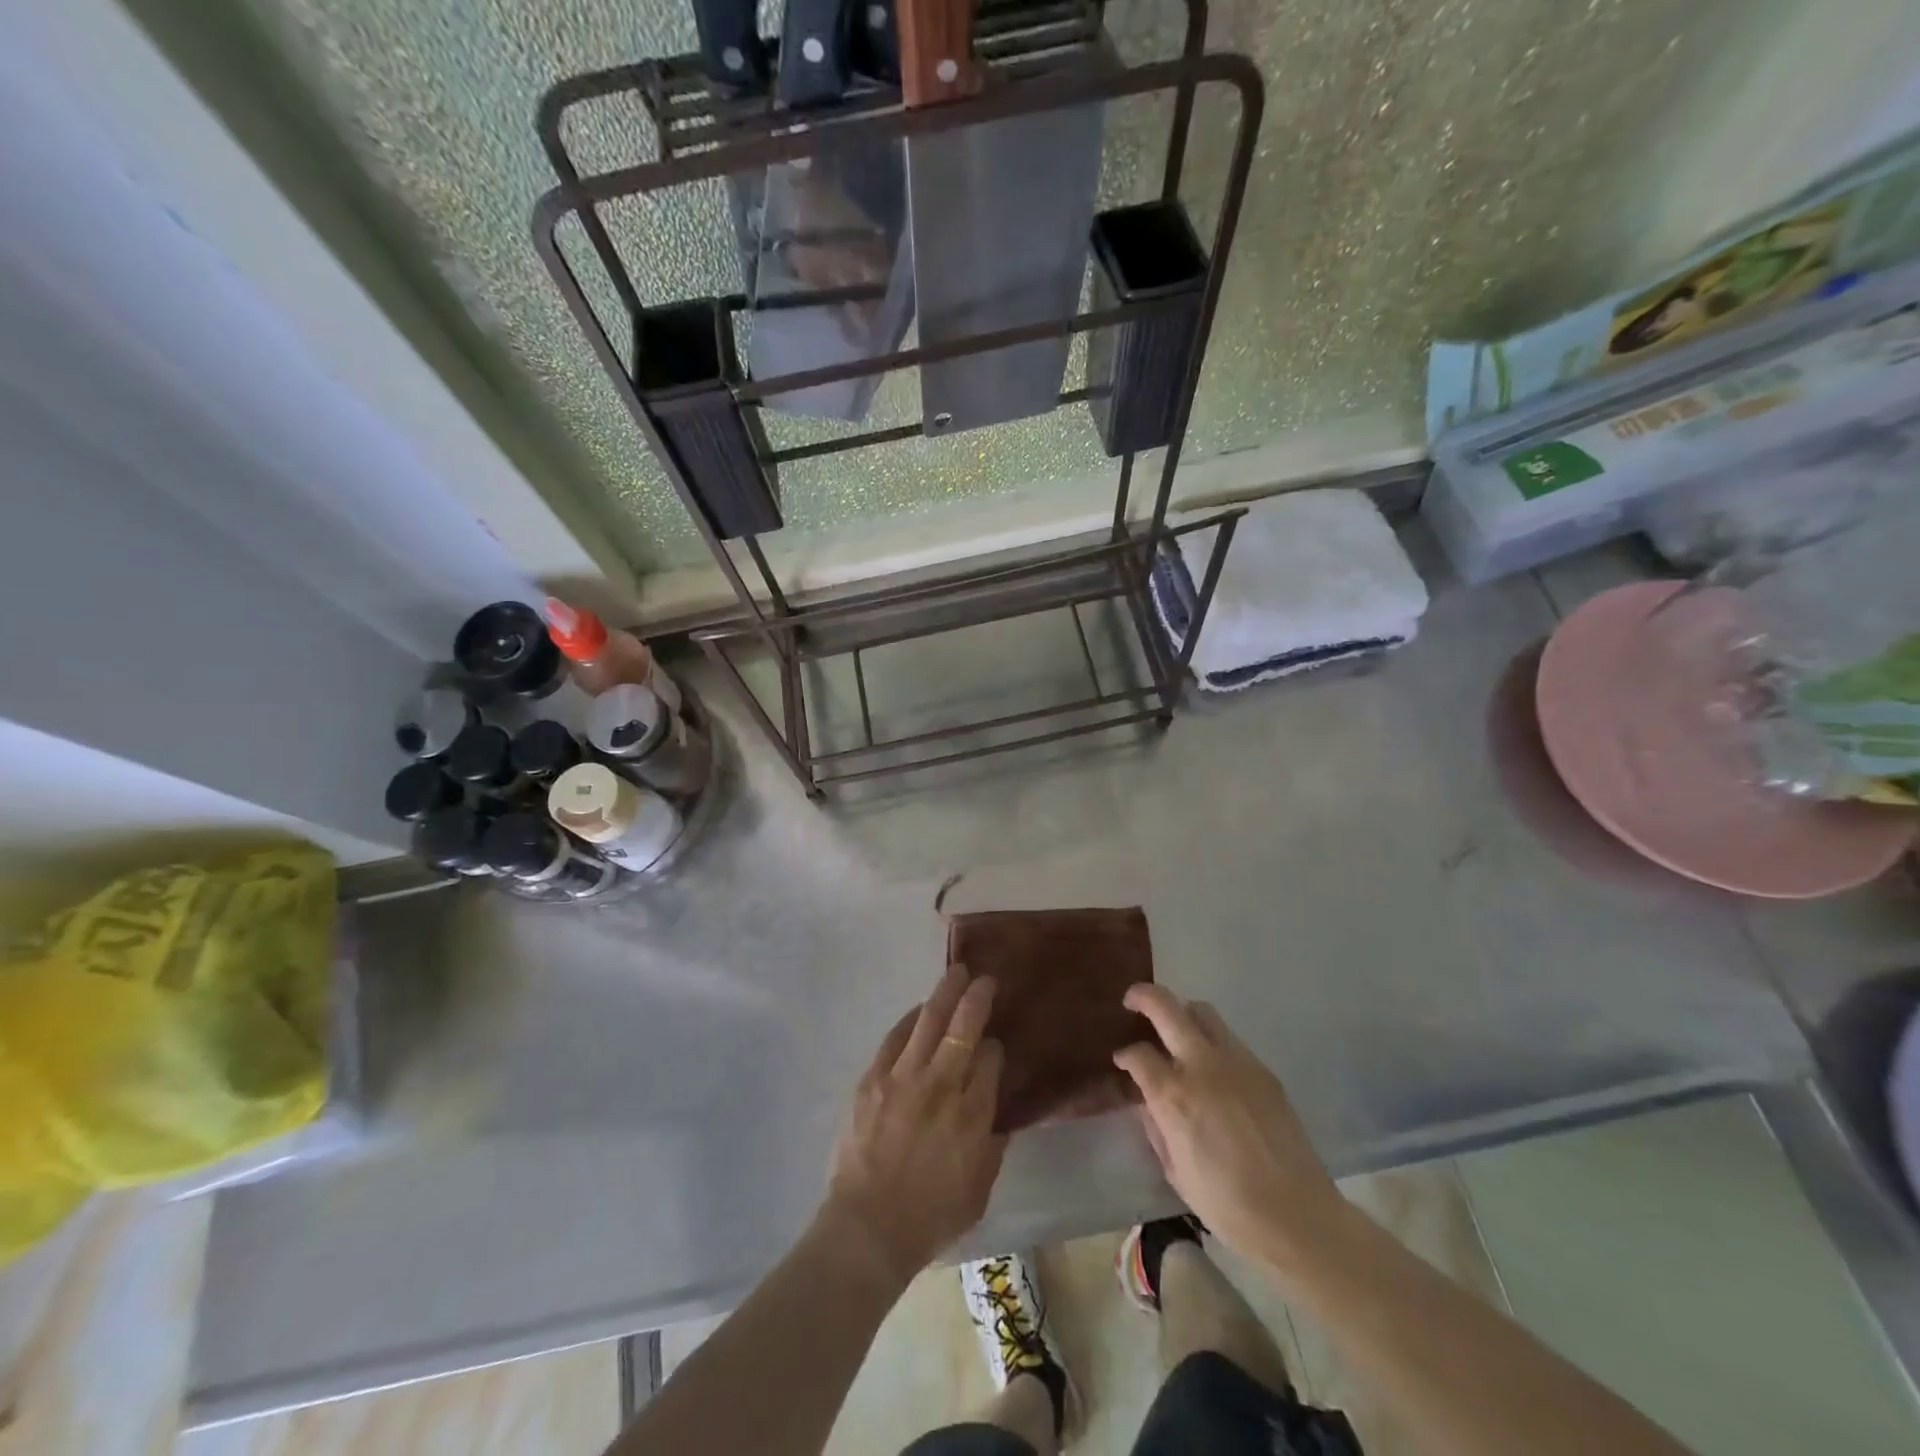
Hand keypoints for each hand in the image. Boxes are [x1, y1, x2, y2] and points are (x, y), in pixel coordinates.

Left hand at [823, 965, 1005, 1282]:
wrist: (868, 1228)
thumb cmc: (930, 1217)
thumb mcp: (979, 1188)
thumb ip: (992, 1145)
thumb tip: (995, 1112)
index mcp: (972, 1113)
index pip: (990, 1060)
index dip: (995, 1048)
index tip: (994, 1047)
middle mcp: (941, 1085)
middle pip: (963, 1027)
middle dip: (976, 997)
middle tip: (984, 978)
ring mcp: (904, 1077)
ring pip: (928, 1021)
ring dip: (945, 993)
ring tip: (955, 974)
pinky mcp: (873, 1079)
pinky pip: (895, 1038)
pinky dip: (910, 1020)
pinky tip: (917, 1011)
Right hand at [1113, 985, 1346, 1269]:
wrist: (1297, 1217)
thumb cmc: (1227, 1205)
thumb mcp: (1175, 1171)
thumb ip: (1156, 1128)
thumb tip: (1148, 1102)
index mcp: (1174, 1096)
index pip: (1138, 1054)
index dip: (1125, 1055)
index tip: (1122, 1062)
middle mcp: (1202, 1066)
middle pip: (1166, 1007)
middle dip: (1143, 997)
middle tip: (1132, 1002)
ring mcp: (1236, 1062)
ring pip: (1202, 1011)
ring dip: (1181, 1013)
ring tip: (1174, 1030)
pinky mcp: (1263, 1070)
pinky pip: (1229, 1038)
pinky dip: (1211, 1040)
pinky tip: (1211, 1067)